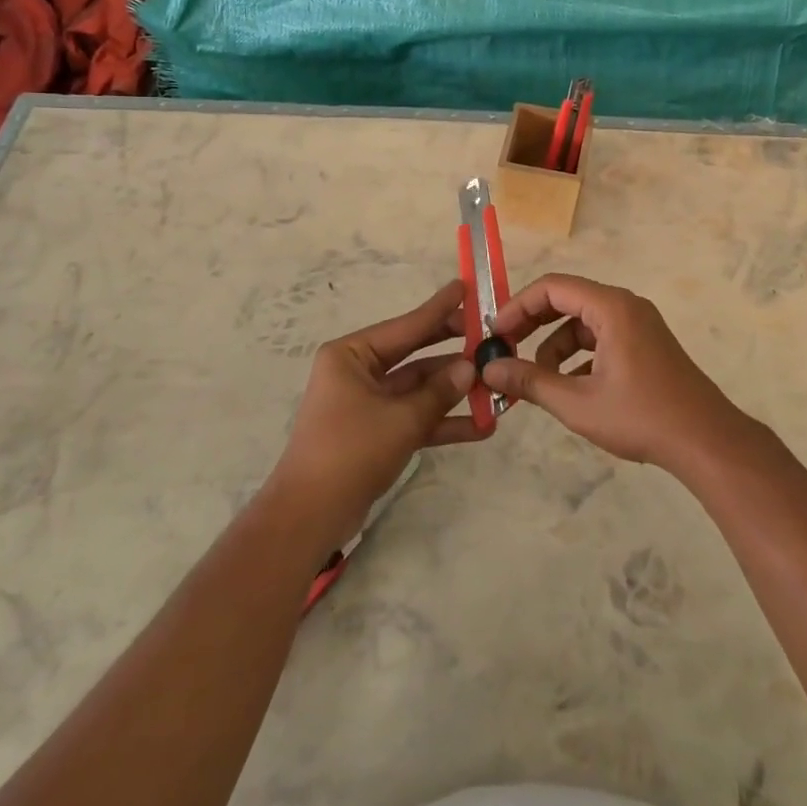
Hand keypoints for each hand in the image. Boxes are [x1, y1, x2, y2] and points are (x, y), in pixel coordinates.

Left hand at [266, 280, 486, 540]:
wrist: (309, 517)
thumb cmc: (350, 452)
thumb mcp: (401, 419)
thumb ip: (439, 392)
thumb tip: (471, 368)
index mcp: (352, 355)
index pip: (406, 326)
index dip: (439, 309)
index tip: (467, 287)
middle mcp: (358, 372)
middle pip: (415, 354)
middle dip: (453, 351)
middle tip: (490, 335)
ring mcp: (368, 403)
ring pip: (419, 388)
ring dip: (454, 392)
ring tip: (497, 384)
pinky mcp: (376, 432)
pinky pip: (414, 417)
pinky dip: (442, 421)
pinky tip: (482, 426)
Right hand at [480, 274, 750, 472]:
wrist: (706, 441)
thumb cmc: (641, 416)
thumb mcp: (577, 403)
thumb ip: (530, 382)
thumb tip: (489, 370)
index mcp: (611, 307)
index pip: (552, 288)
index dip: (518, 306)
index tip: (494, 333)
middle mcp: (626, 306)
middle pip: (567, 300)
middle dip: (533, 324)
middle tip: (506, 350)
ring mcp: (639, 324)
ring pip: (583, 322)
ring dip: (555, 345)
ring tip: (538, 380)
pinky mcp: (646, 344)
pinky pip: (602, 337)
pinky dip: (579, 356)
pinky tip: (569, 388)